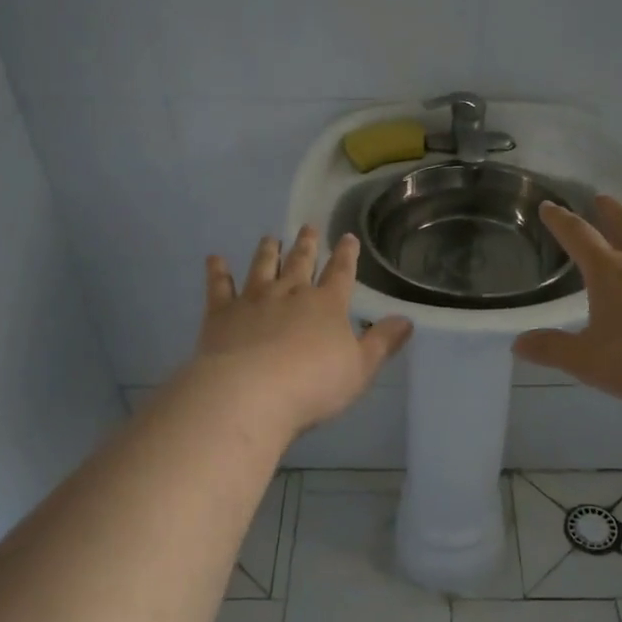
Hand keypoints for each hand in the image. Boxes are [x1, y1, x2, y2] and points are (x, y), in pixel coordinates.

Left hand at [189, 227, 412, 438]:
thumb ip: (382, 343)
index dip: (346, 255)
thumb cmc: (313, 385)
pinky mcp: (221, 313)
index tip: (348, 237)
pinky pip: (219, 286)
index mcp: (327, 305)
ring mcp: (253, 299)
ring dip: (268, 251)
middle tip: (307, 227)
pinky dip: (217, 271)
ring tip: (270, 237)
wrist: (251, 393)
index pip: (341, 273)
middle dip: (306, 245)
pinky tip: (214, 259)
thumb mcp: (360, 369)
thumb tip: (407, 320)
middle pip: (300, 263)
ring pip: (263, 267)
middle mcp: (291, 293)